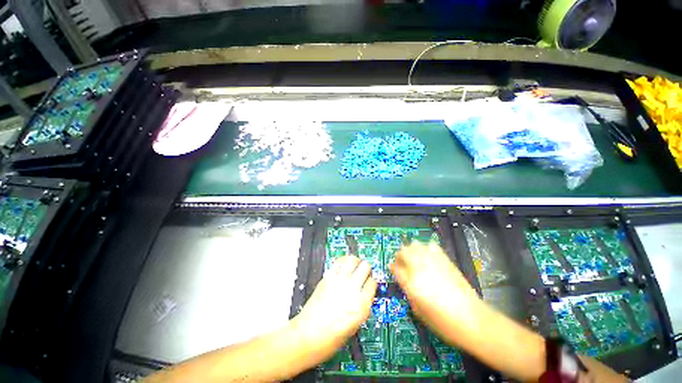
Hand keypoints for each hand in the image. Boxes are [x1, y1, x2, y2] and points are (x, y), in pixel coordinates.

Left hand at [291, 256, 376, 364]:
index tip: (368, 284)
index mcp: (362, 304)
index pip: (373, 283)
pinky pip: (339, 262)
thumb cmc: (332, 338)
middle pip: (365, 267)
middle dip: (366, 269)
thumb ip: (362, 306)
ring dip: (355, 262)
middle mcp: (352, 288)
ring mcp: (339, 280)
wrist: (309, 335)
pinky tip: (343, 267)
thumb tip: (364, 294)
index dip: (371, 284)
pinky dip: (343, 262)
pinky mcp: (328, 277)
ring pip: (353, 260)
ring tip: (354, 266)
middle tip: (363, 273)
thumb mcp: (356, 324)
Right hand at [390, 242, 481, 343]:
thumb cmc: (443, 322)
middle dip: (399, 256)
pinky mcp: (445, 260)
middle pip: (403, 252)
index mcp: (412, 283)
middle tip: (401, 263)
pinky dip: (425, 248)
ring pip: (415, 245)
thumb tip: (404, 279)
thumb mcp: (418, 311)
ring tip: (413, 257)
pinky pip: (431, 246)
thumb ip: (408, 292)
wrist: (473, 320)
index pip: (395, 268)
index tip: (393, 269)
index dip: (392, 267)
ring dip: (410, 250)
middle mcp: (420, 268)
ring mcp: (433, 262)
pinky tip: (427, 256)